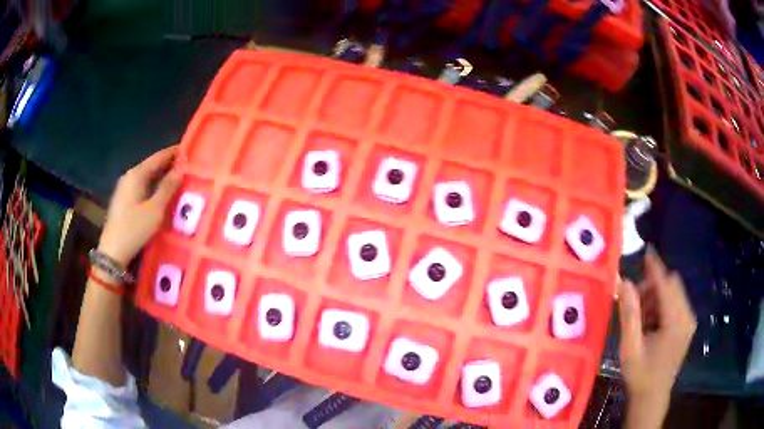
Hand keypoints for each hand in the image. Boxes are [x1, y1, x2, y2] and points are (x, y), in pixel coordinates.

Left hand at [98, 146, 180, 265]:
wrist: (112, 252)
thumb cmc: (134, 229)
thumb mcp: (155, 210)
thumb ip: (168, 188)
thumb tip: (181, 169)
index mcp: (136, 174)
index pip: (158, 157)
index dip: (173, 153)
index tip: (189, 150)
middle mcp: (129, 177)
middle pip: (151, 166)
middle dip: (168, 165)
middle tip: (186, 167)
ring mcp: (124, 189)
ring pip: (146, 177)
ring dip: (161, 176)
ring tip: (177, 179)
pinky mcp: (123, 200)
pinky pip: (142, 186)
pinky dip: (153, 186)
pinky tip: (161, 193)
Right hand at [617, 250, 696, 427]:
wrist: (652, 398)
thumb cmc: (640, 375)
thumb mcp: (630, 347)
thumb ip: (629, 313)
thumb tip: (624, 282)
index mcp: (676, 322)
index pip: (666, 284)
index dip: (655, 267)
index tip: (646, 250)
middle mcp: (687, 316)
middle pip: (672, 285)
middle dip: (652, 287)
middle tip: (633, 303)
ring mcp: (689, 321)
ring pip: (673, 294)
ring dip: (655, 298)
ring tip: (640, 319)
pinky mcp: (686, 326)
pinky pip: (675, 304)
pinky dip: (661, 306)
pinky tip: (650, 324)